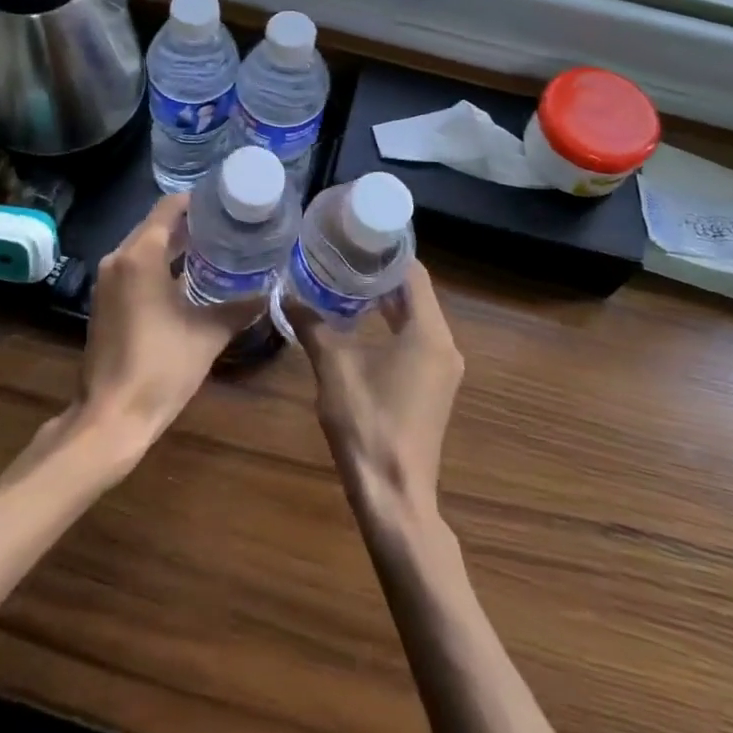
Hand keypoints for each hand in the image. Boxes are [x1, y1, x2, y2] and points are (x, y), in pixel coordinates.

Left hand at [70, 193, 257, 461]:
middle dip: (188, 223)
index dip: (197, 201)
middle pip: (154, 225)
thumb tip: (270, 292)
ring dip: (172, 244)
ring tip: (212, 247)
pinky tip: (185, 277)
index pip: (168, 208)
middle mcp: (118, 258)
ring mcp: (107, 280)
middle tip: (226, 225)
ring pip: (143, 246)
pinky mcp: (104, 300)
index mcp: (141, 256)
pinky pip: (133, 267)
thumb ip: (239, 308)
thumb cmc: (161, 368)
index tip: (225, 203)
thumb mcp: (207, 335)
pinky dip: (157, 264)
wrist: (111, 417)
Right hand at [294, 260, 463, 523]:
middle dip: (382, 274)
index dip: (388, 252)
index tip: (358, 235)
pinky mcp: (433, 388)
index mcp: (429, 333)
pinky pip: (416, 341)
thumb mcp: (334, 368)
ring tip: (347, 281)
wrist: (394, 497)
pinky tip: (360, 323)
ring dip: (386, 301)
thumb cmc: (367, 424)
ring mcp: (442, 369)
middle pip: (416, 294)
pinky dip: (392, 325)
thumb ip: (313, 325)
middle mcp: (444, 345)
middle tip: (345, 255)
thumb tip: (288, 294)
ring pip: (416, 318)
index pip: (413, 274)